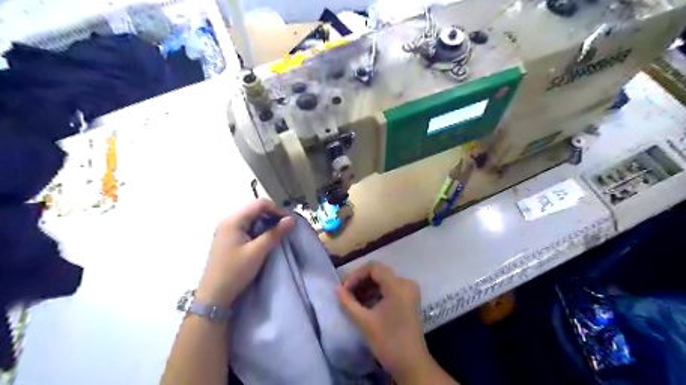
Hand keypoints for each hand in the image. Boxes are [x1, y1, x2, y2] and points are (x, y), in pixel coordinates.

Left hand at [197, 201, 295, 305]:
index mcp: (233, 220)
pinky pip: (247, 226)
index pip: (260, 204)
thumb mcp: (257, 252)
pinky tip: (265, 239)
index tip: (290, 221)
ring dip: (266, 222)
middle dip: (273, 215)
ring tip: (278, 233)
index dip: (277, 209)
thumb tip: (292, 219)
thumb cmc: (235, 271)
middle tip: (286, 227)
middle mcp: (228, 220)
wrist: (214, 295)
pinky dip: (259, 229)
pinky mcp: (228, 238)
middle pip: (255, 208)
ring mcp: (226, 229)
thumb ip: (275, 233)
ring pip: (252, 217)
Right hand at [336, 262, 429, 380]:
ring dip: (367, 287)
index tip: (344, 289)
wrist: (411, 364)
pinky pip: (389, 288)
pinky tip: (364, 304)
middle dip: (360, 281)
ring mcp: (408, 291)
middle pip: (379, 273)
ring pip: (383, 280)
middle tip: (346, 294)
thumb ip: (348, 302)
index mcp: (397, 285)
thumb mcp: (364, 321)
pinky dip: (375, 293)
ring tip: (352, 300)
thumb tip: (336, 288)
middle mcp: (406, 283)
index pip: (373, 267)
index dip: (356, 275)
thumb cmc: (388, 341)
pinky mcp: (408, 299)